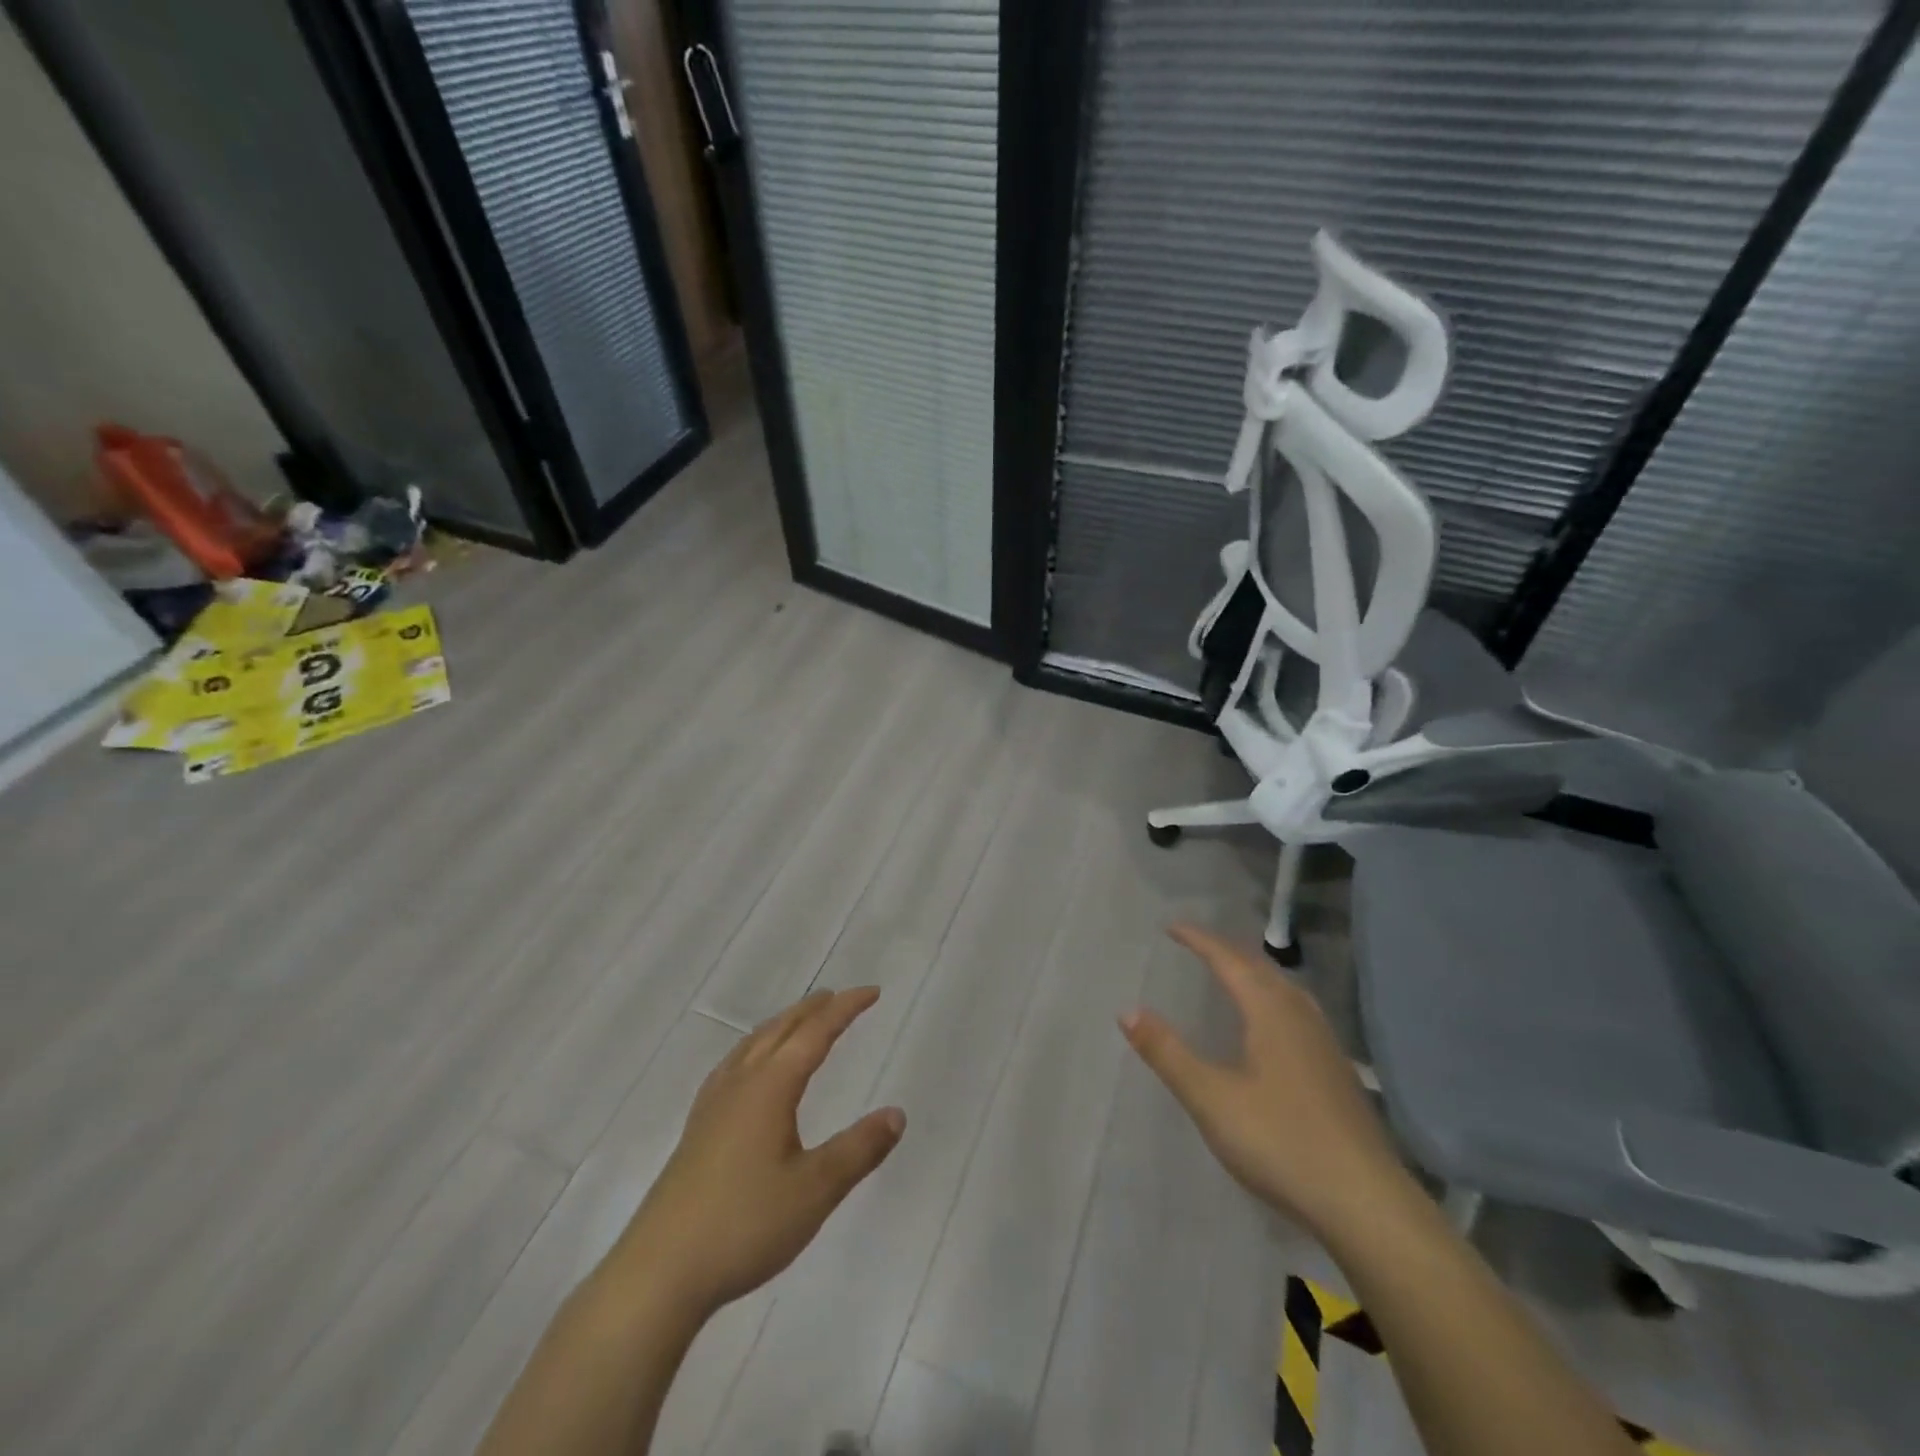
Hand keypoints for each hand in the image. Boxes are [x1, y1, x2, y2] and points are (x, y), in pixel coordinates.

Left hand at [615, 987, 905, 1317]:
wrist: (660, 1272)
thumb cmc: (744, 1225)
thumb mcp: (815, 1190)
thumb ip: (859, 1149)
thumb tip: (897, 1113)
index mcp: (770, 1087)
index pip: (815, 1033)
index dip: (845, 1009)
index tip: (872, 992)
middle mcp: (740, 1083)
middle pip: (780, 1029)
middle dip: (813, 1009)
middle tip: (839, 996)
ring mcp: (713, 1105)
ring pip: (752, 1044)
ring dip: (782, 1024)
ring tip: (800, 1021)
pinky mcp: (697, 1128)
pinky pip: (733, 1065)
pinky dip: (755, 1048)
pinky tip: (750, 1068)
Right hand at [1120, 923, 1410, 1237]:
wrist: (1366, 1204)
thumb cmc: (1281, 1142)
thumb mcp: (1211, 1098)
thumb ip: (1168, 1053)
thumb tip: (1128, 1010)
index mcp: (1269, 1011)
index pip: (1228, 960)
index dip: (1199, 941)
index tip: (1171, 927)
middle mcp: (1300, 1016)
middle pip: (1259, 968)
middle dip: (1225, 952)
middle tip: (1195, 945)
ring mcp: (1325, 1044)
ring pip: (1284, 990)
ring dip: (1253, 973)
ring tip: (1231, 974)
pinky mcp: (1337, 1072)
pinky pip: (1297, 1012)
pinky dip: (1272, 999)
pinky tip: (1273, 1026)